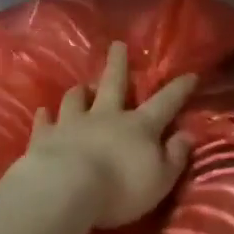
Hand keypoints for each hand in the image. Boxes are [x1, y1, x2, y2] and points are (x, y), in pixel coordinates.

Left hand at [19, 41, 197, 229]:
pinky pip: (45, 121)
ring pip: (77, 98)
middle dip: (118, 63)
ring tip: (82, 86)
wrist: (66, 189)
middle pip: (114, 83)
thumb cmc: (121, 188)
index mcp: (139, 126)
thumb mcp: (160, 179)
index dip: (179, 89)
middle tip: (117, 44)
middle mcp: (106, 116)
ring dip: (80, 91)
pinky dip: (45, 116)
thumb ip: (175, 156)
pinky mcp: (45, 136)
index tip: (190, 74)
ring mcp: (73, 123)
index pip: (165, 103)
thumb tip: (188, 134)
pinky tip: (43, 112)